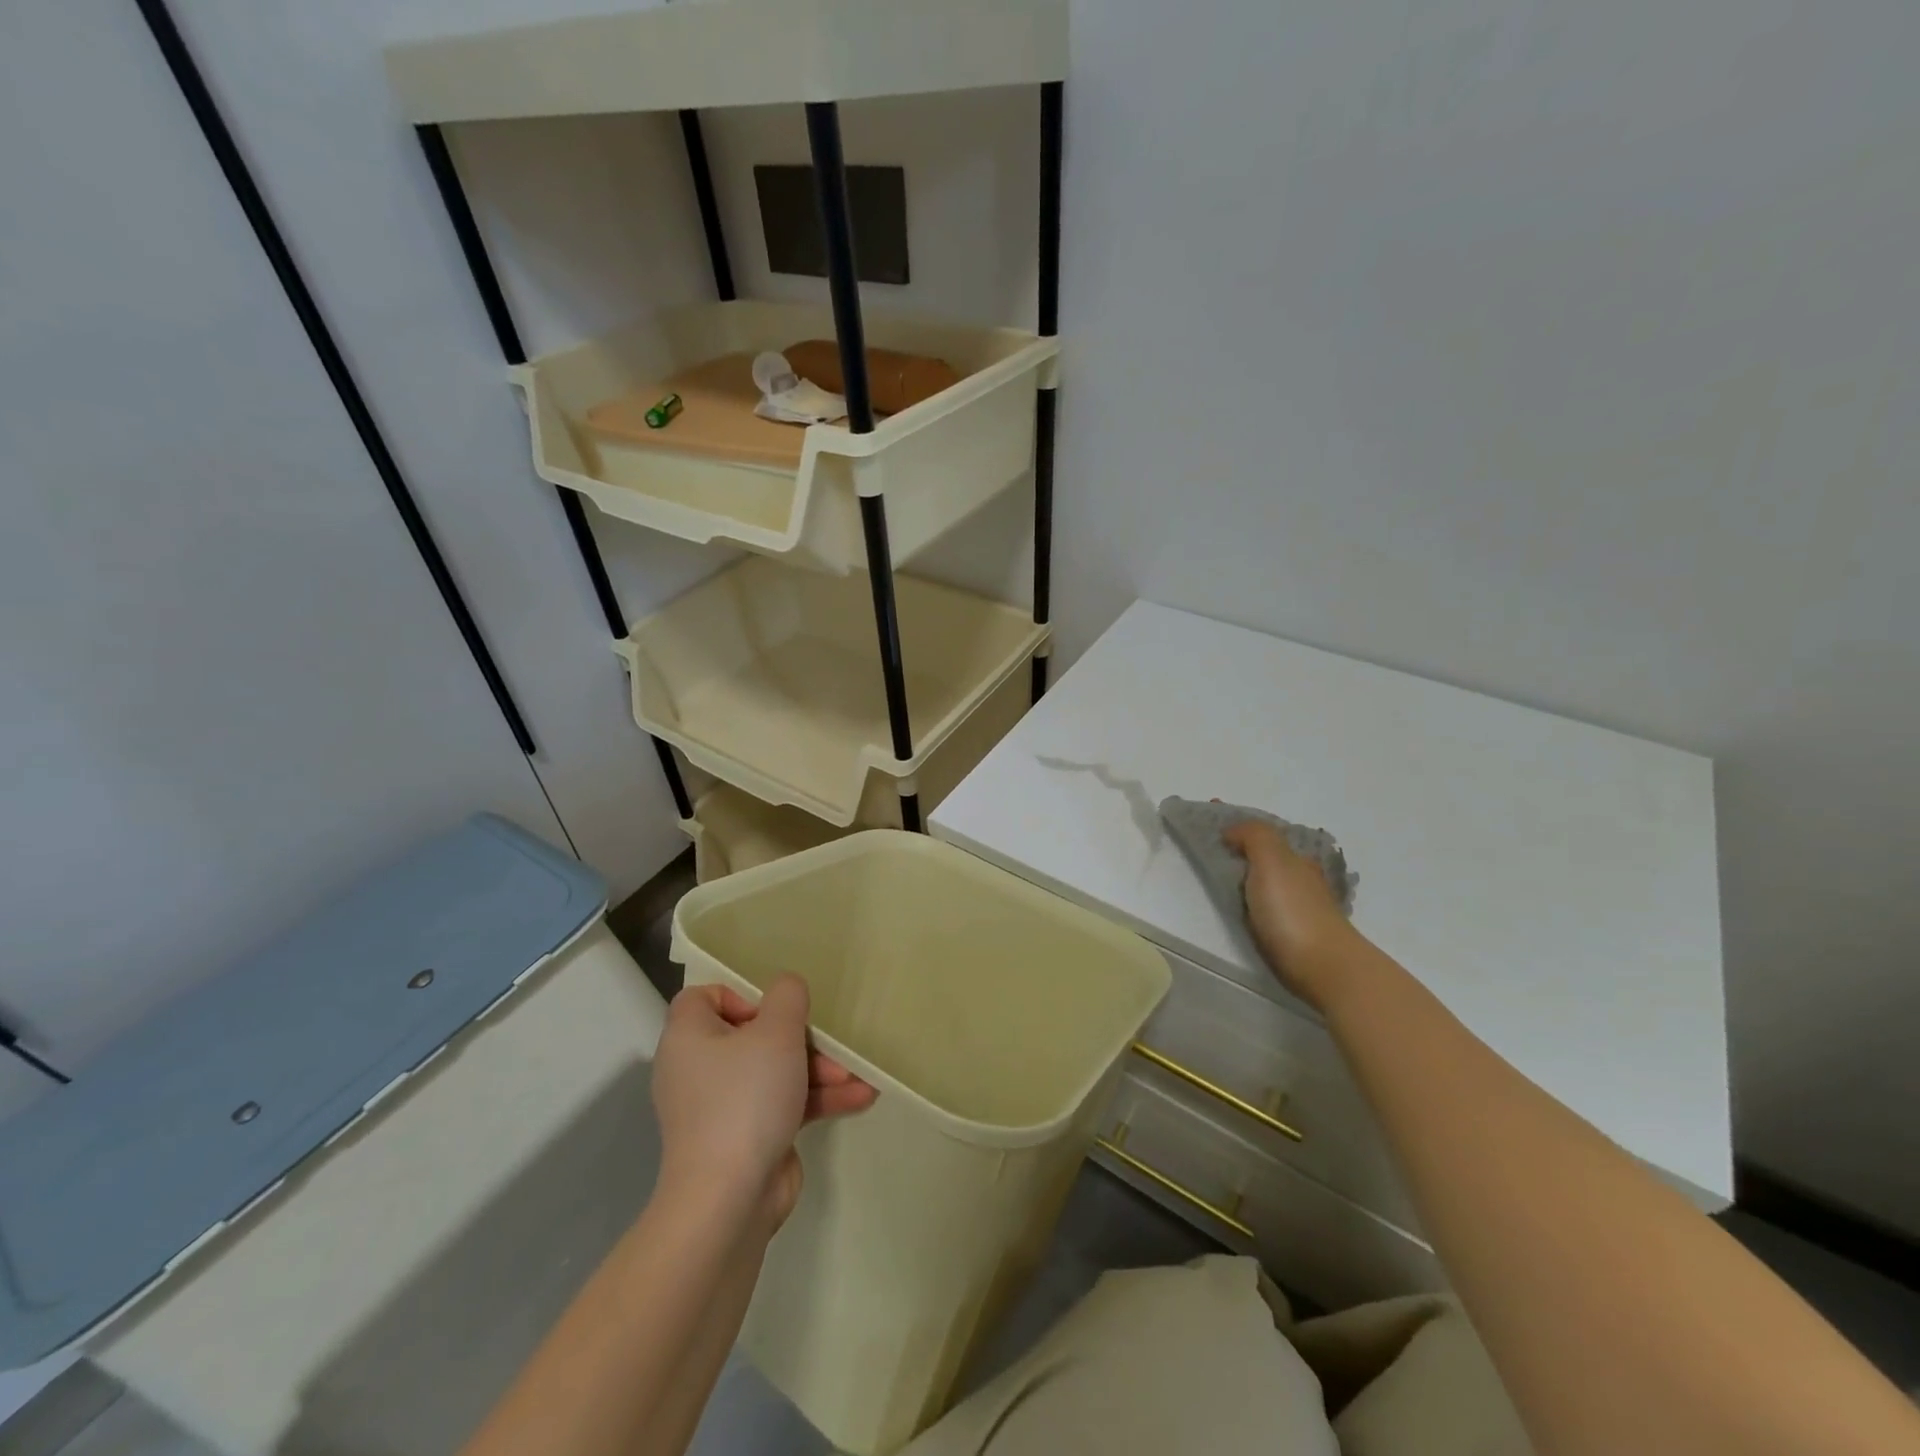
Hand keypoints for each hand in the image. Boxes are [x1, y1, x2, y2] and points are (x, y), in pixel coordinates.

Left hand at [652, 975, 875, 1230]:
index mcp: (689, 1037)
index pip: (704, 997)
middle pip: (751, 1035)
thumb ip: (788, 996)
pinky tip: (859, 1098)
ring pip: (773, 1071)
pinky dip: (814, 1100)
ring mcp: (720, 1107)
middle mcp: (698, 1069)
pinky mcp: (744, 1138)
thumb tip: (787, 988)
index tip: (774, 1012)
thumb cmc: (746, 1098)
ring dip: (817, 1070)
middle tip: (830, 1044)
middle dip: (800, 1039)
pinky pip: (781, 1105)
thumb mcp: (777, 1031)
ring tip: (856, 1074)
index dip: (741, 995)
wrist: (728, 1200)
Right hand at [1223, 820, 1361, 1011]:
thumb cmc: (1293, 910)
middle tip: (1210, 843)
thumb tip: (1233, 830)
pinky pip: (1267, 904)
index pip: (1263, 831)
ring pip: (1268, 879)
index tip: (1211, 809)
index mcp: (1295, 857)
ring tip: (1219, 872)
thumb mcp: (1272, 860)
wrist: (1324, 967)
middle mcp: (1301, 878)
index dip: (1237, 821)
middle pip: (1266, 854)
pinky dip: (1253, 897)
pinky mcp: (1295, 934)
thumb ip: (1254, 836)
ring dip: (1247, 871)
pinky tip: (1243, 903)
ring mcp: (1300, 906)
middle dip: (1242, 844)